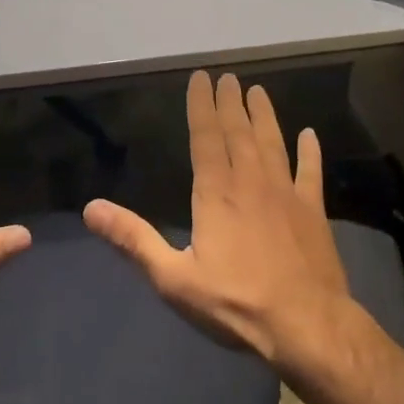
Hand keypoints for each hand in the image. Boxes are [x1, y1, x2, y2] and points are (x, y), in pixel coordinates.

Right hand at [84, 72, 354, 372]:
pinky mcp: (313, 212)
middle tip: (230, 77)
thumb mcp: (173, 278)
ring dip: (265, 116)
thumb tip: (91, 208)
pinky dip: (310, 152)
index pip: (206, 137)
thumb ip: (134, 240)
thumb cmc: (235, 303)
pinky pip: (310, 173)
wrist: (306, 326)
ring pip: (273, 144)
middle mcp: (251, 182)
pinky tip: (310, 135)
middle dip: (232, 103)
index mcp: (216, 193)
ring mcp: (286, 194)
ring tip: (259, 92)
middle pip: (239, 132)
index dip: (202, 106)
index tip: (202, 77)